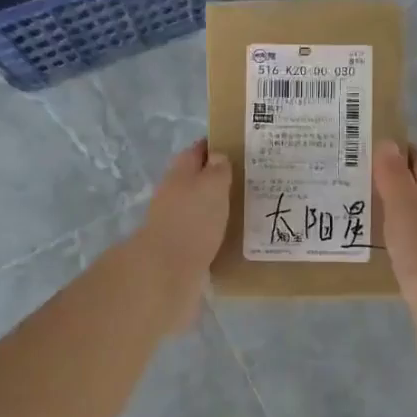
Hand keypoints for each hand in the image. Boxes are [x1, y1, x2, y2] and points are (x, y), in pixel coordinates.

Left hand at [134, 139, 231, 333]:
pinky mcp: (181, 249)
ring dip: (217, 206)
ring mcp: (175, 223)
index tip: (239, 147)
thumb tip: (218, 156)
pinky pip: (202, 232)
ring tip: (247, 208)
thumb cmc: (192, 221)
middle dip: (218, 178)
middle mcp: (174, 194)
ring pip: (199, 207)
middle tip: (249, 180)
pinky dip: (215, 230)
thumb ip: (218, 169)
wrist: (166, 271)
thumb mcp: (212, 186)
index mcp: (180, 173)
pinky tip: (233, 235)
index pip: (197, 151)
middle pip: (196, 179)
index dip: (215, 146)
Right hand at [372, 141, 416, 383]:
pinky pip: (408, 245)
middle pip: (415, 188)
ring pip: (411, 218)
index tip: (360, 146)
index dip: (394, 150)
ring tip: (349, 209)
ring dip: (386, 210)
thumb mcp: (406, 211)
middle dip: (386, 180)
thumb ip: (395, 177)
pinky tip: (370, 246)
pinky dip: (390, 238)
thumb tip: (388, 143)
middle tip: (346, 178)